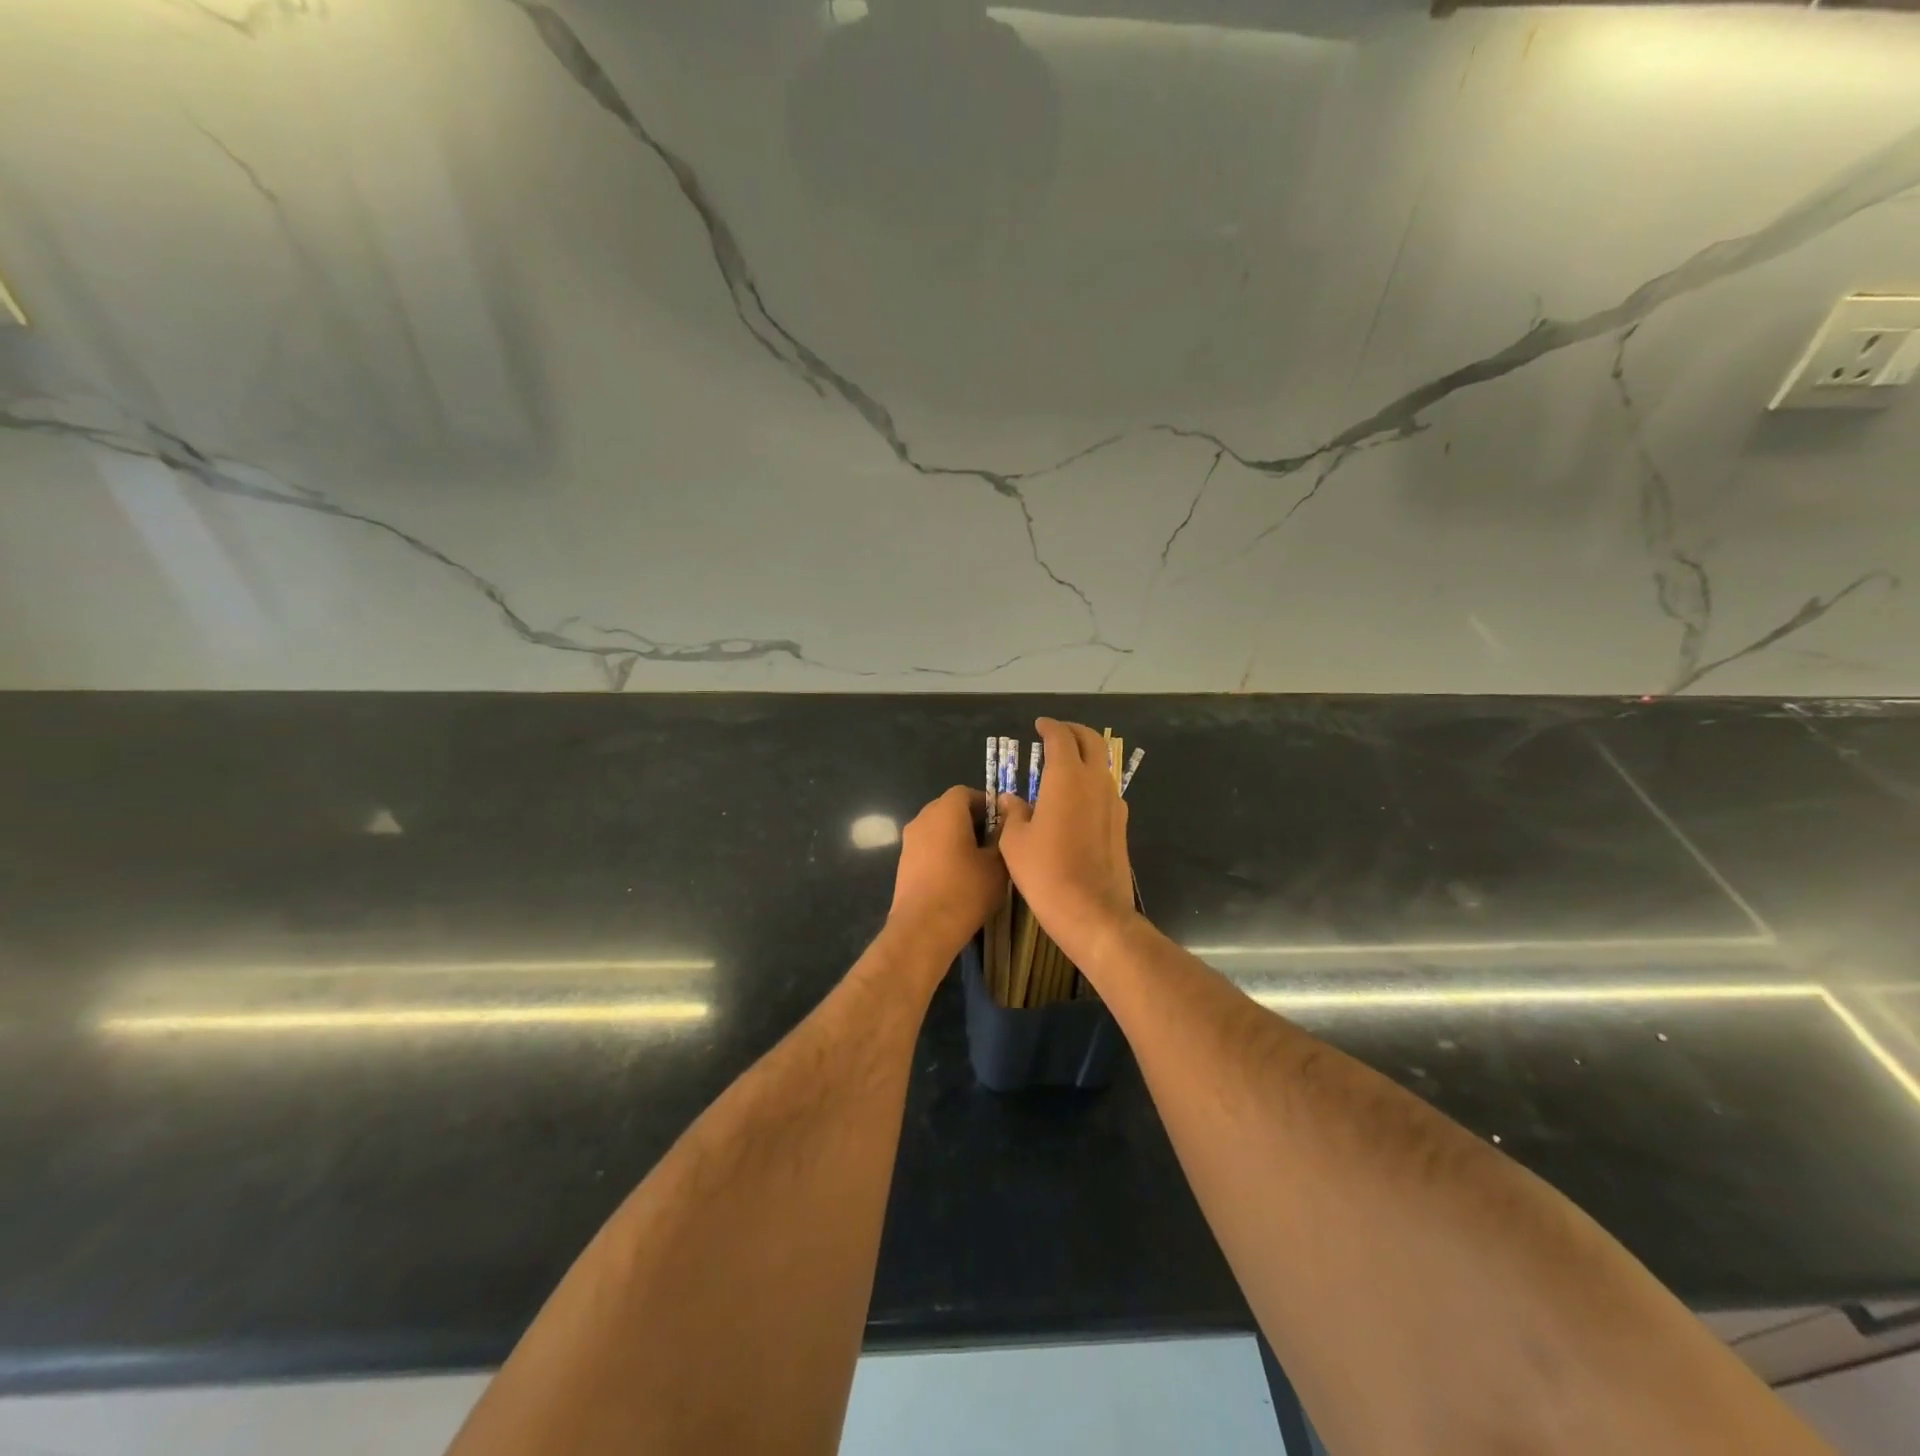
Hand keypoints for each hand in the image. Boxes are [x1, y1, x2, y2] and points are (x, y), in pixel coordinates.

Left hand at [886, 786, 1007, 961]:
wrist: (923, 928)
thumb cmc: (965, 891)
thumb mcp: (997, 864)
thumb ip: (1003, 837)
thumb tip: (1006, 822)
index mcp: (945, 811)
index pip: (966, 792)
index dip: (986, 804)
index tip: (1003, 823)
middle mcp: (922, 819)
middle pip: (949, 808)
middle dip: (972, 819)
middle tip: (994, 842)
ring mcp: (909, 841)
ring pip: (937, 828)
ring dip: (956, 836)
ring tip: (978, 861)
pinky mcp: (904, 863)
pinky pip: (927, 846)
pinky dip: (942, 852)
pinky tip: (958, 875)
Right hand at [995, 719, 1136, 961]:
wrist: (1092, 911)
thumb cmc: (1046, 872)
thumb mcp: (1015, 842)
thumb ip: (1014, 813)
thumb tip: (1011, 799)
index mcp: (1067, 778)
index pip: (1061, 738)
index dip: (1049, 727)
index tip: (1039, 725)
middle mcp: (1095, 782)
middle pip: (1092, 741)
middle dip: (1074, 731)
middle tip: (1056, 734)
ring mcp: (1114, 802)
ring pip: (1102, 765)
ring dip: (1085, 756)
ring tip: (1064, 764)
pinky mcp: (1121, 824)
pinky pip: (1107, 789)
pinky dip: (1092, 781)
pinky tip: (1076, 798)